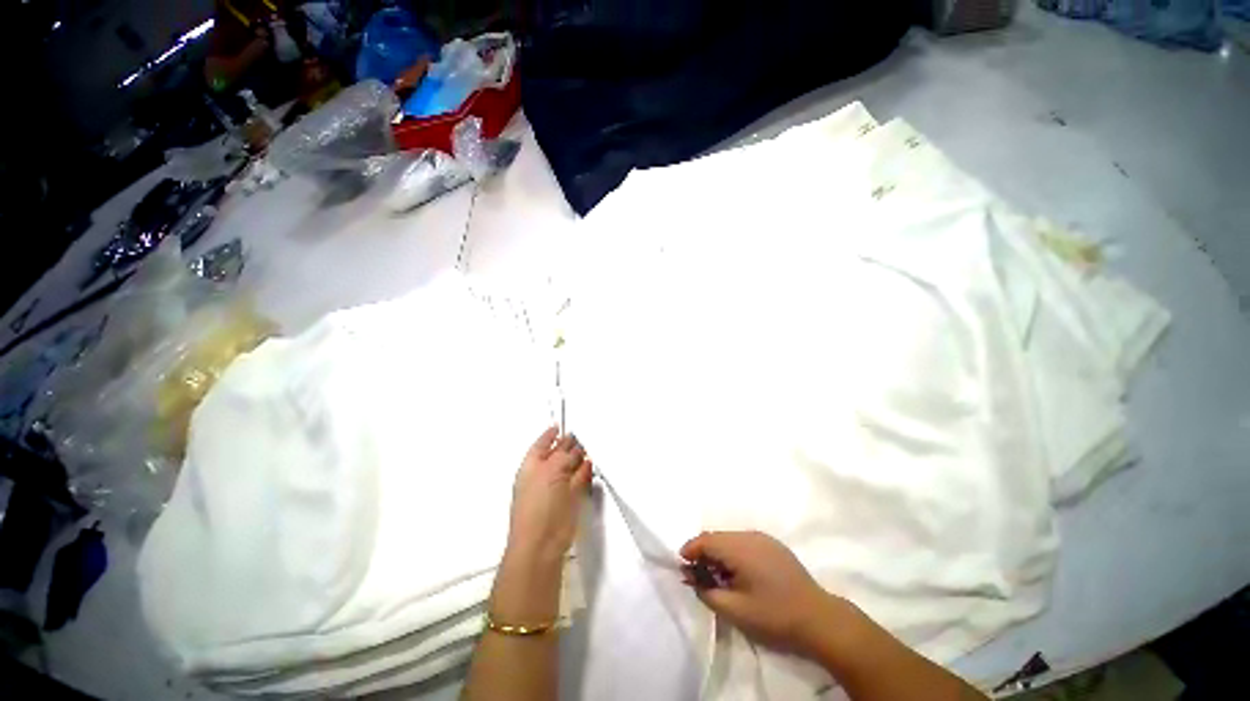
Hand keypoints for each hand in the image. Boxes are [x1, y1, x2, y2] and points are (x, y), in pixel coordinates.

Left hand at [507, 427, 591, 563]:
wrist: (542, 543)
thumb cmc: (539, 503)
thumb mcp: (551, 471)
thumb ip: (565, 456)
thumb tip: (576, 447)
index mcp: (532, 466)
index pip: (542, 444)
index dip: (551, 434)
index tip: (561, 425)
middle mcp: (544, 474)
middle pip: (558, 454)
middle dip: (569, 444)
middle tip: (584, 433)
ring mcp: (558, 487)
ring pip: (571, 466)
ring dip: (580, 457)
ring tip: (592, 444)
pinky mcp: (571, 499)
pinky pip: (580, 479)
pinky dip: (586, 471)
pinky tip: (593, 463)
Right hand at [680, 531, 848, 656]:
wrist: (819, 619)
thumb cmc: (774, 616)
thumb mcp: (735, 611)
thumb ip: (707, 592)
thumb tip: (692, 578)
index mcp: (740, 548)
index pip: (706, 540)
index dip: (690, 550)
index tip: (682, 567)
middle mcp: (750, 536)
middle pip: (717, 537)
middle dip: (703, 552)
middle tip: (698, 575)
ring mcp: (764, 539)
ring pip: (730, 539)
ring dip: (719, 552)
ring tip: (718, 576)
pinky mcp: (773, 546)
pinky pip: (744, 542)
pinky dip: (733, 553)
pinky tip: (738, 573)